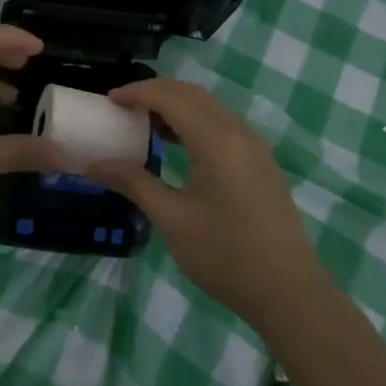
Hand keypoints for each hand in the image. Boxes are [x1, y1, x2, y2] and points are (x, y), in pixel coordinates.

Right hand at [89, 78, 321, 328]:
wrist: (290, 292)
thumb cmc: (226, 254)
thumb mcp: (172, 219)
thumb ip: (134, 183)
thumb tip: (96, 164)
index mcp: (216, 139)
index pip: (170, 97)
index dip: (138, 93)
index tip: (109, 101)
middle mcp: (238, 132)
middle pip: (192, 94)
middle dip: (156, 93)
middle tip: (124, 107)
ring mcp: (254, 146)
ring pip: (210, 108)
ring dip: (177, 106)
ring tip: (145, 124)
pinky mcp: (261, 163)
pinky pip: (223, 125)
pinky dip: (195, 122)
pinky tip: (179, 146)